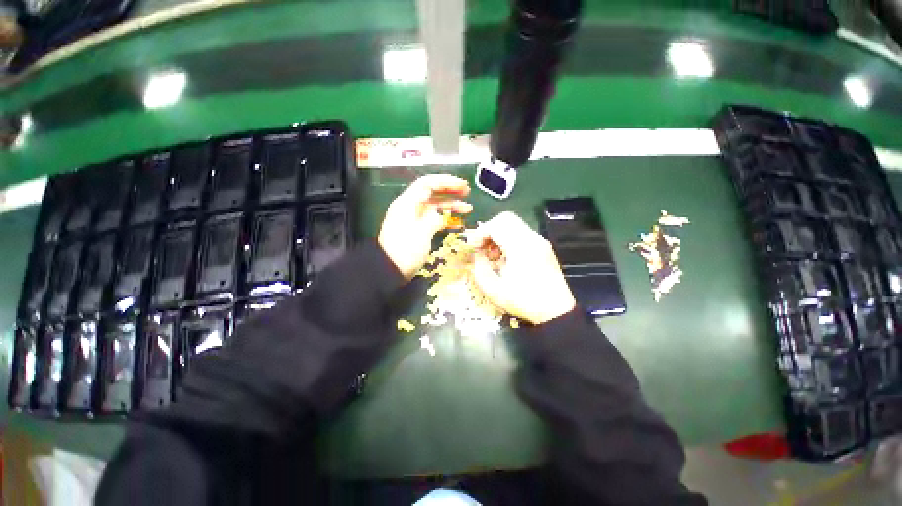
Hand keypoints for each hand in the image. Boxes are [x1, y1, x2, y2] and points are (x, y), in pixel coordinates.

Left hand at [378, 174, 471, 278]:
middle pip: (432, 192)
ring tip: (467, 208)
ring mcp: (414, 219)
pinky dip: (445, 219)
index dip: (445, 181)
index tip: (461, 185)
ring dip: (451, 205)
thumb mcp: (421, 233)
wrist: (389, 270)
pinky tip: (458, 224)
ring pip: (435, 206)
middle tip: (466, 192)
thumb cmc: (404, 251)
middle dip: (450, 190)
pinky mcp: (418, 229)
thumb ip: (433, 219)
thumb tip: (441, 215)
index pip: (427, 183)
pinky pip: (434, 219)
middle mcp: (411, 207)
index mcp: (407, 203)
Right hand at [469, 212, 575, 324]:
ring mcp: (540, 241)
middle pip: (506, 219)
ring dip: (499, 234)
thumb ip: (480, 268)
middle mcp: (532, 238)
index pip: (496, 225)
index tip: (473, 248)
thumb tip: (477, 255)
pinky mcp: (543, 247)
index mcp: (520, 247)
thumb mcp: (494, 290)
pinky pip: (522, 233)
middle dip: (489, 230)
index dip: (480, 234)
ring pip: (514, 224)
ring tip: (494, 255)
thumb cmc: (524, 301)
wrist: (556, 312)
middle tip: (483, 248)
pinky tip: (507, 258)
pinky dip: (509, 239)